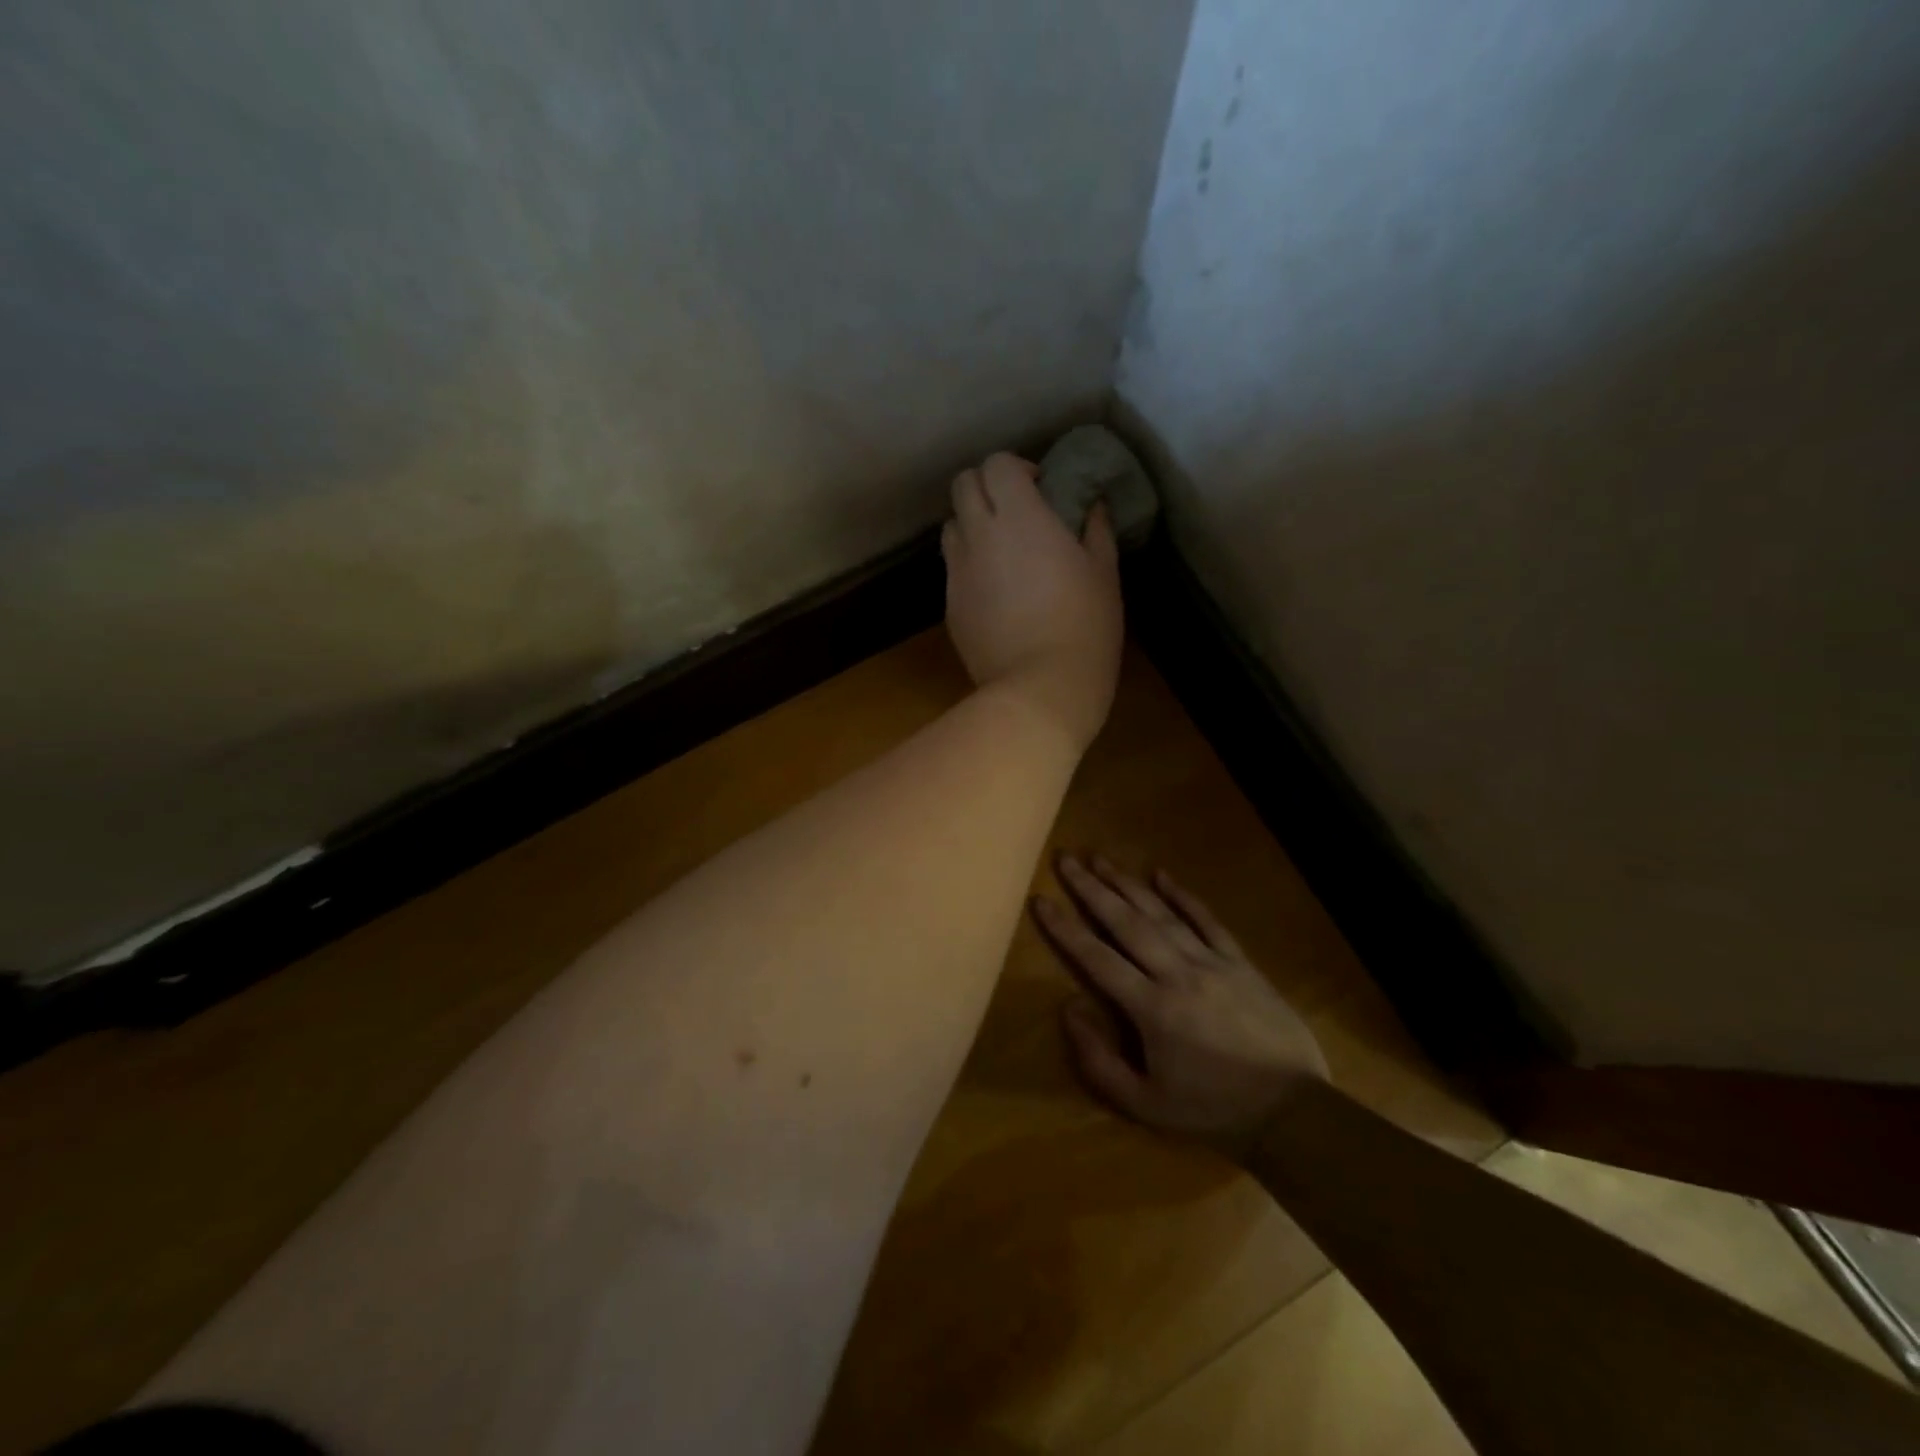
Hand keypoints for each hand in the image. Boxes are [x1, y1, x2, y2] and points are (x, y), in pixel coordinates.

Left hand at [944, 452, 1122, 751]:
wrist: (1039, 688)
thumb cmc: (1084, 627)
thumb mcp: (1104, 574)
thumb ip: (1095, 530)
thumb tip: (1091, 505)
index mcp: (1019, 518)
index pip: (996, 464)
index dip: (1016, 468)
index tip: (1039, 489)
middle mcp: (979, 536)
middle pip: (963, 485)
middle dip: (986, 488)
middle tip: (1014, 512)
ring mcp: (958, 572)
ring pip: (951, 526)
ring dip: (971, 525)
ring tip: (999, 550)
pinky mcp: (950, 606)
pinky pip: (953, 570)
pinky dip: (968, 566)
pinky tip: (994, 593)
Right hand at [1032, 854, 1329, 1160]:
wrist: (1293, 1112)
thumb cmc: (1212, 1110)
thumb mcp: (1145, 1104)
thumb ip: (1099, 1060)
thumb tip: (1068, 1008)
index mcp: (1152, 1008)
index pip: (1097, 958)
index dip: (1065, 928)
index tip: (1041, 900)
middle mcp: (1178, 974)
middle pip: (1126, 922)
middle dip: (1092, 889)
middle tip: (1066, 860)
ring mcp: (1212, 963)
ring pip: (1162, 914)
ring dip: (1128, 883)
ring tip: (1100, 859)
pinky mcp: (1240, 962)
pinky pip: (1208, 921)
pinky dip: (1183, 896)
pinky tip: (1161, 874)